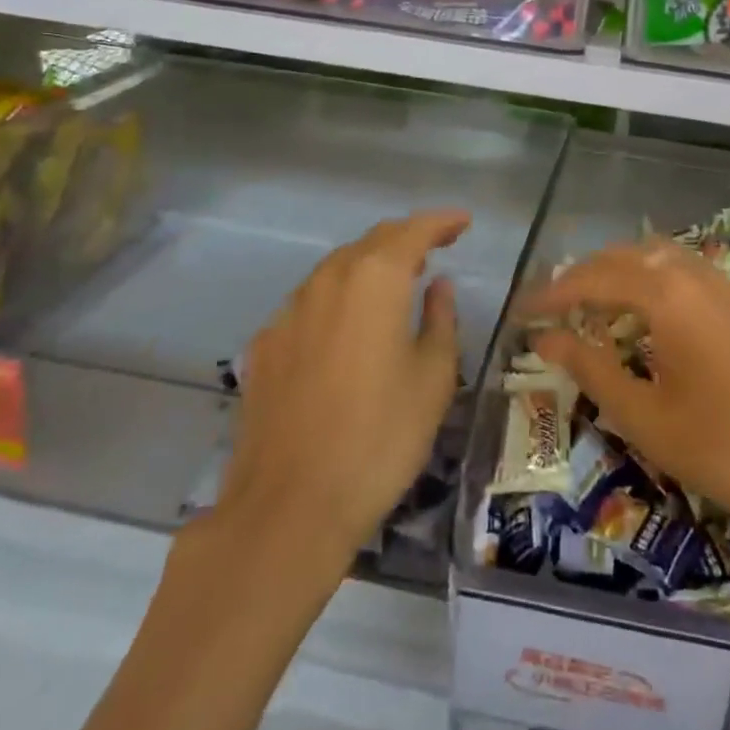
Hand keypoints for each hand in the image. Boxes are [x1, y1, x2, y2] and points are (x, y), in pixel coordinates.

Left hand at [211, 210, 470, 559]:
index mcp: (375, 279)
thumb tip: (437, 286)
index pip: (413, 231)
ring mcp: (289, 312)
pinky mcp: (265, 346)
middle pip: (372, 242)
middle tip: (436, 248)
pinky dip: (338, 298)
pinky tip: (348, 328)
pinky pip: (310, 302)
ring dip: (370, 265)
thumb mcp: (433, 378)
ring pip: (336, 268)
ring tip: (397, 282)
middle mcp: (328, 280)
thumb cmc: (380, 437)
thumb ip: (440, 320)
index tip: (464, 222)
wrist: (289, 507)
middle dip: (406, 238)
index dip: (442, 221)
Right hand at [529, 239, 729, 544]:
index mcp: (668, 295)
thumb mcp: (646, 417)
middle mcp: (696, 275)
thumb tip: (545, 339)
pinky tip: (648, 314)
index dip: (553, 294)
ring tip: (593, 304)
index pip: (594, 279)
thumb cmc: (727, 449)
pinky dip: (652, 278)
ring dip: (620, 271)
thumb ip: (592, 368)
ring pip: (659, 256)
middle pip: (626, 255)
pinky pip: (686, 270)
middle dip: (584, 275)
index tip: (521, 312)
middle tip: (552, 306)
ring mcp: (726, 286)